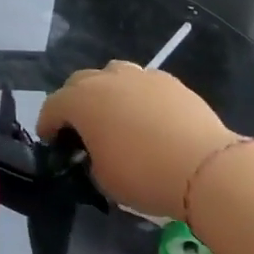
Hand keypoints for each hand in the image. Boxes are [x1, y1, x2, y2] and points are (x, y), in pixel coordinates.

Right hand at [37, 61, 239, 221]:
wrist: (205, 167)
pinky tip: (148, 117)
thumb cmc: (144, 175)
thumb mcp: (102, 178)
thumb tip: (95, 153)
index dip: (47, 126)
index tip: (52, 143)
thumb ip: (90, 159)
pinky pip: (142, 82)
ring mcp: (139, 75)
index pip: (52, 107)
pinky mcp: (169, 80)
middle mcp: (105, 79)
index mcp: (80, 102)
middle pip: (78, 83)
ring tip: (116, 116)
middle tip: (82, 129)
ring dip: (106, 91)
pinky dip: (137, 95)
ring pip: (111, 74)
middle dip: (74, 103)